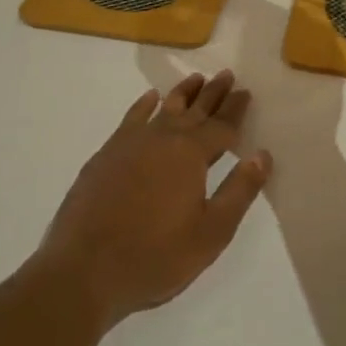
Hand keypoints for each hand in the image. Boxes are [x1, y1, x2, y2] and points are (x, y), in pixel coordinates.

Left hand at [33, 72, 270, 328]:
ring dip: (182, 93)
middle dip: (213, 93)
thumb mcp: (211, 233)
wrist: (83, 270)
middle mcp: (163, 138)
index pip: (221, 126)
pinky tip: (150, 99)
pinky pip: (131, 118)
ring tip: (195, 78)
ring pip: (164, 109)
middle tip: (226, 75)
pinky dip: (144, 106)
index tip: (245, 92)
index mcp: (191, 155)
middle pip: (195, 110)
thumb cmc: (155, 256)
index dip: (235, 109)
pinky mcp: (106, 155)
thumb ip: (239, 191)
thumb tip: (262, 155)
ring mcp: (131, 144)